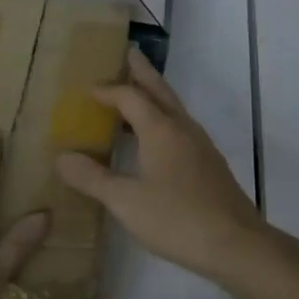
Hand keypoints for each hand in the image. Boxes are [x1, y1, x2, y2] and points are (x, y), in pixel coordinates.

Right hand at [56, 48, 289, 294]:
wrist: (237, 245)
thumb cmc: (177, 219)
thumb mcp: (126, 201)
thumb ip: (93, 178)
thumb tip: (61, 157)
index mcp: (161, 130)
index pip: (130, 97)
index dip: (108, 91)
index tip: (87, 89)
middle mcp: (183, 129)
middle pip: (160, 90)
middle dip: (143, 72)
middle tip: (129, 53)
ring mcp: (201, 146)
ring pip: (174, 108)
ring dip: (155, 95)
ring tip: (139, 92)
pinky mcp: (210, 165)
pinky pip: (182, 128)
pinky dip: (164, 119)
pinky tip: (158, 140)